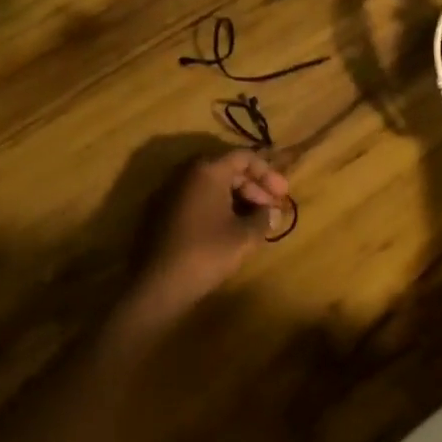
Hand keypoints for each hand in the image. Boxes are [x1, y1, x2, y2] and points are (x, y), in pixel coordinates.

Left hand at [128, 150, 290, 320]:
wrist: (158, 285)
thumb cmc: (206, 253)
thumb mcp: (244, 237)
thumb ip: (263, 219)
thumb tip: (272, 212)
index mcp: (208, 171)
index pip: (244, 156)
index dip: (268, 173)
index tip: (283, 194)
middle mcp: (187, 173)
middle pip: (227, 168)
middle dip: (254, 186)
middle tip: (271, 209)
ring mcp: (171, 192)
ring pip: (212, 185)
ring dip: (237, 197)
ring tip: (255, 220)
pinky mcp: (163, 211)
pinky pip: (197, 198)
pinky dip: (218, 206)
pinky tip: (230, 228)